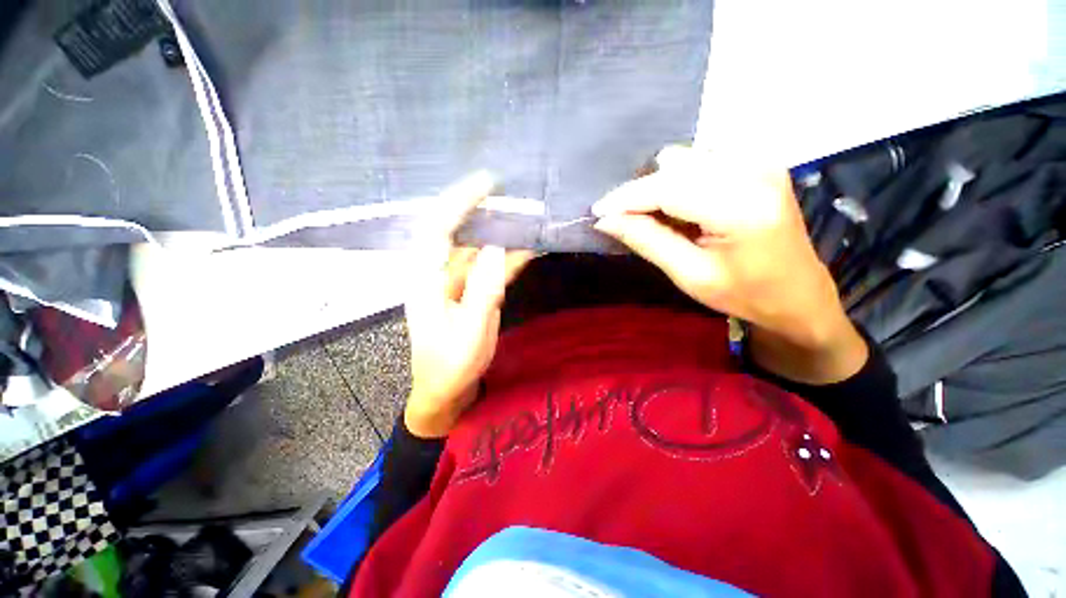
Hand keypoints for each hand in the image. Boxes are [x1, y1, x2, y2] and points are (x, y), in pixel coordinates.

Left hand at [403, 171, 533, 437]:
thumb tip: (495, 248)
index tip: (487, 183)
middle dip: (483, 210)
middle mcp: (439, 274)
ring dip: (502, 234)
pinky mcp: (472, 292)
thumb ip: (482, 291)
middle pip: (459, 232)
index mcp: (427, 280)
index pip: (438, 229)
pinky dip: (509, 258)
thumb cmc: (451, 366)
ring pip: (478, 249)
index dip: (459, 202)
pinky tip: (529, 248)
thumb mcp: (469, 332)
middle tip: (513, 194)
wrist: (447, 390)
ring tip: (528, 216)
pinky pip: (490, 269)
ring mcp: (458, 283)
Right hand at [592, 146, 865, 383]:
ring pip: (684, 158)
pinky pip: (700, 160)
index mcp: (740, 206)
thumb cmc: (746, 295)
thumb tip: (606, 220)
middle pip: (674, 164)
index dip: (625, 197)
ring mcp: (759, 161)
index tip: (597, 211)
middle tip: (626, 221)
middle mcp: (753, 169)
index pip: (666, 188)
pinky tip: (681, 208)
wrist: (799, 295)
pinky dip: (679, 181)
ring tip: (657, 218)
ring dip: (660, 185)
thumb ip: (647, 241)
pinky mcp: (758, 162)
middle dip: (641, 192)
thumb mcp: (690, 275)